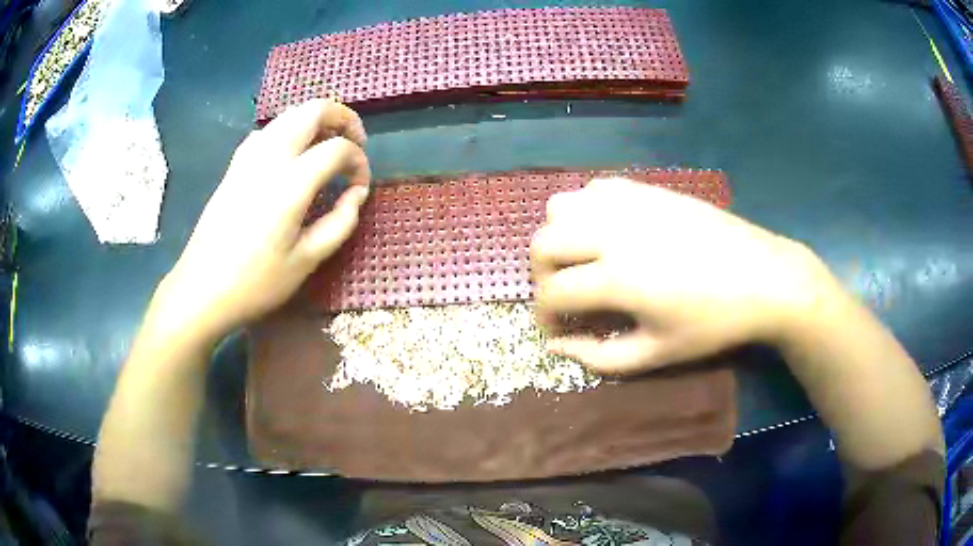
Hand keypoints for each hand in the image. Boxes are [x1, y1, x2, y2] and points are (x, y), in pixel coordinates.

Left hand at [151, 98, 370, 344]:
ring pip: (288, 115)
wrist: (201, 290)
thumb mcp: (306, 261)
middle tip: (354, 142)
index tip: (360, 187)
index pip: (337, 149)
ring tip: (326, 146)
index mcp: (290, 183)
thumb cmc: (255, 283)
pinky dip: (288, 131)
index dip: (358, 162)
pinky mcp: (233, 166)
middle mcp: (269, 158)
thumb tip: (356, 194)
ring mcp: (247, 158)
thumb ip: (340, 222)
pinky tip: (290, 156)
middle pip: (312, 110)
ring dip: (314, 121)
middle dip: (342, 118)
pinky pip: (267, 132)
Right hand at [531, 178, 836, 373]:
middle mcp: (613, 230)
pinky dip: (586, 211)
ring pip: (560, 206)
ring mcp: (629, 202)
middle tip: (564, 296)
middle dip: (541, 276)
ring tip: (583, 260)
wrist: (763, 277)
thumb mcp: (657, 353)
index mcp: (617, 277)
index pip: (552, 293)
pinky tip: (608, 233)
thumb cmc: (713, 323)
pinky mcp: (646, 188)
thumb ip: (599, 357)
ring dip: (560, 237)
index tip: (558, 332)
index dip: (545, 318)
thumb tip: (557, 347)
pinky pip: (594, 189)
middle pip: (542, 243)